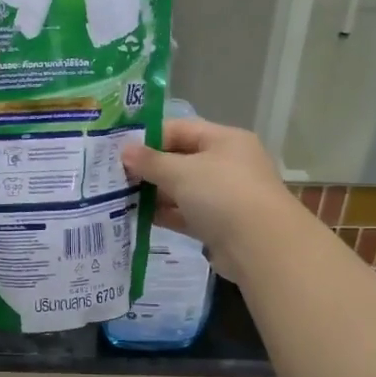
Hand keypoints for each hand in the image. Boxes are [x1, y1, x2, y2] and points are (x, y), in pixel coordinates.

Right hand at [120, 118, 301, 283]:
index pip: (180, 129)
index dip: (149, 138)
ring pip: (183, 190)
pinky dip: (166, 215)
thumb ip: (150, 161)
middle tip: (114, 177)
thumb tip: (125, 150)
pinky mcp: (220, 226)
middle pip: (180, 160)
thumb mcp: (181, 172)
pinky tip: (139, 219)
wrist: (262, 247)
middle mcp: (227, 164)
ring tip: (119, 199)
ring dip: (155, 194)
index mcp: (225, 140)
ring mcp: (225, 197)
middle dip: (149, 169)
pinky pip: (187, 215)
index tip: (119, 151)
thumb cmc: (222, 195)